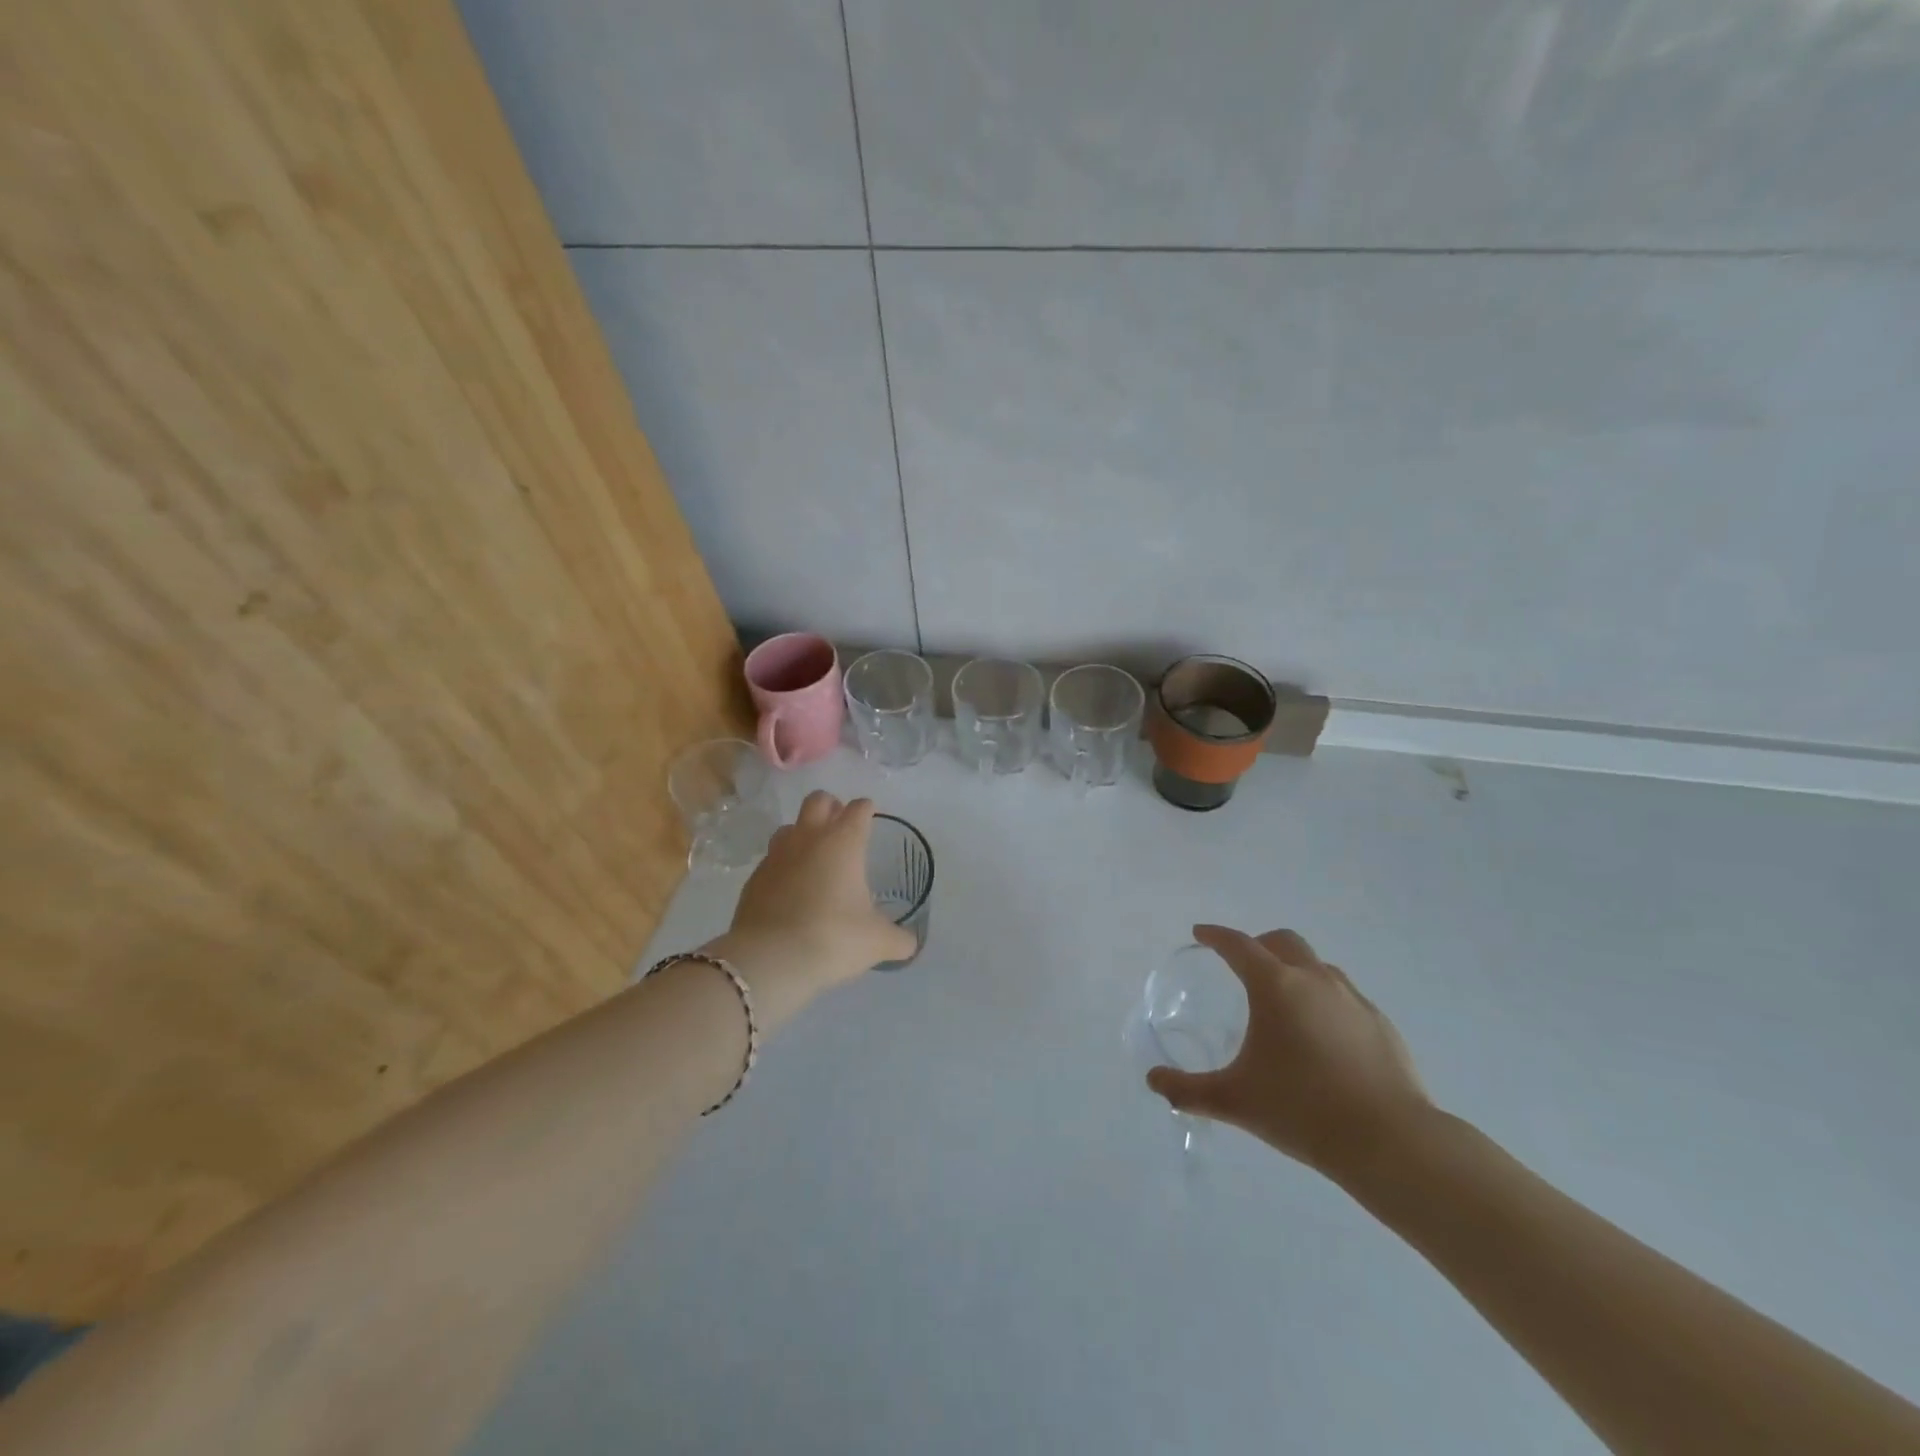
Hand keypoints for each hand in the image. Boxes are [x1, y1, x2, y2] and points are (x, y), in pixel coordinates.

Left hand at [703, 792, 915, 1027]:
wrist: (769, 958)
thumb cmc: (832, 938)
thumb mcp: (877, 942)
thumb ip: (898, 939)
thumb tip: (910, 944)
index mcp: (843, 842)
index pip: (858, 809)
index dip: (866, 810)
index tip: (871, 817)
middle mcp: (809, 838)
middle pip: (818, 800)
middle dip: (831, 806)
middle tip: (841, 826)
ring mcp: (777, 855)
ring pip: (789, 826)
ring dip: (803, 833)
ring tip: (814, 857)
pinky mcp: (754, 878)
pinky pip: (772, 859)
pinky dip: (784, 865)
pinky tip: (791, 889)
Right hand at [1146, 925, 1432, 1185]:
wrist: (1390, 1142)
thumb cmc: (1302, 1110)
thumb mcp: (1235, 1101)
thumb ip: (1188, 1090)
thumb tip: (1153, 1081)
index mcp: (1275, 986)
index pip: (1237, 945)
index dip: (1216, 936)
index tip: (1201, 934)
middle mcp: (1314, 980)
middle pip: (1282, 941)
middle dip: (1258, 944)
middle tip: (1242, 965)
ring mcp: (1353, 999)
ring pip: (1318, 966)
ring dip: (1295, 970)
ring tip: (1283, 1002)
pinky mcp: (1380, 1023)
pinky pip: (1344, 996)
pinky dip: (1324, 1000)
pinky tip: (1322, 1036)